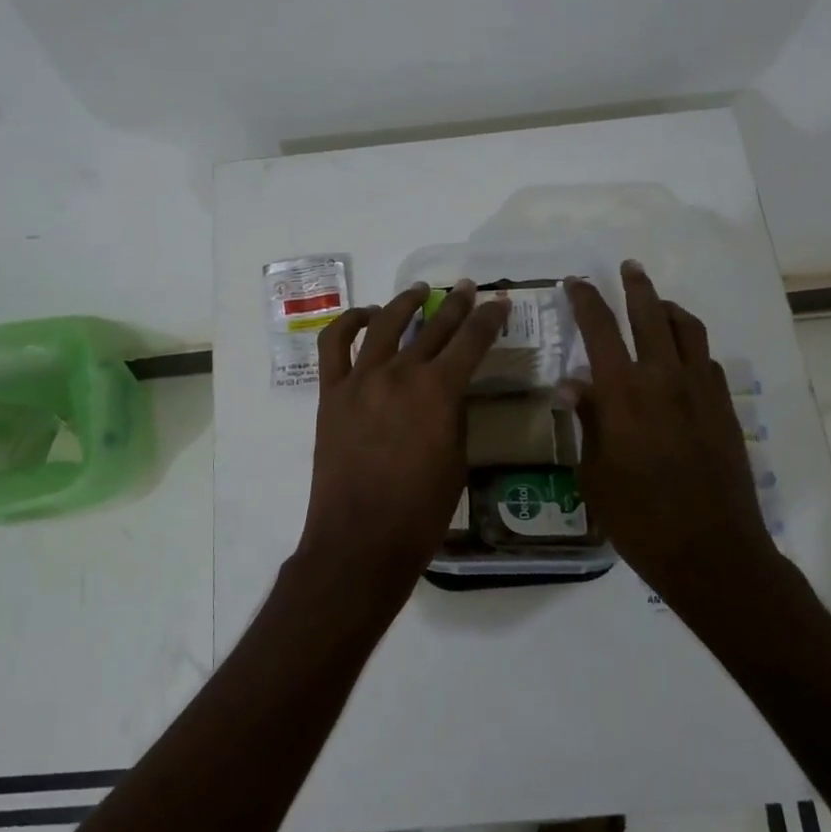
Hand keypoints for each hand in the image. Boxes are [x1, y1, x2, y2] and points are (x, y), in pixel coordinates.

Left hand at [297, 279, 510, 600]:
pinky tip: (365, 316)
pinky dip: (349, 323)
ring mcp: (361, 379)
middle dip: (456, 307)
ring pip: (383, 324)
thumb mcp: (457, 461)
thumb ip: (455, 416)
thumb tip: (451, 392)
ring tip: (419, 293)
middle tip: (469, 290)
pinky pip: (335, 345)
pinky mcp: (331, 393)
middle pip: (433, 328)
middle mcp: (401, 373)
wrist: (361, 540)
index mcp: (439, 391)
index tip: (499, 303)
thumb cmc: (420, 512)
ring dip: (404, 304)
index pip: (471, 341)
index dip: (489, 319)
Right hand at [562, 261, 780, 606]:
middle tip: (628, 267)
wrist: (711, 551)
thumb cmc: (638, 518)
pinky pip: (707, 361)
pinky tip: (682, 357)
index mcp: (623, 392)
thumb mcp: (594, 472)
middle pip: (650, 315)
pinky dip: (691, 346)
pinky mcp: (724, 409)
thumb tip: (573, 384)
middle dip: (636, 286)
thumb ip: (587, 420)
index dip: (585, 300)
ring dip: (669, 308)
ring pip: (688, 330)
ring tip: (658, 302)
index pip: (599, 329)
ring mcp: (701, 391)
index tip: (575, 282)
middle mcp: (664, 378)